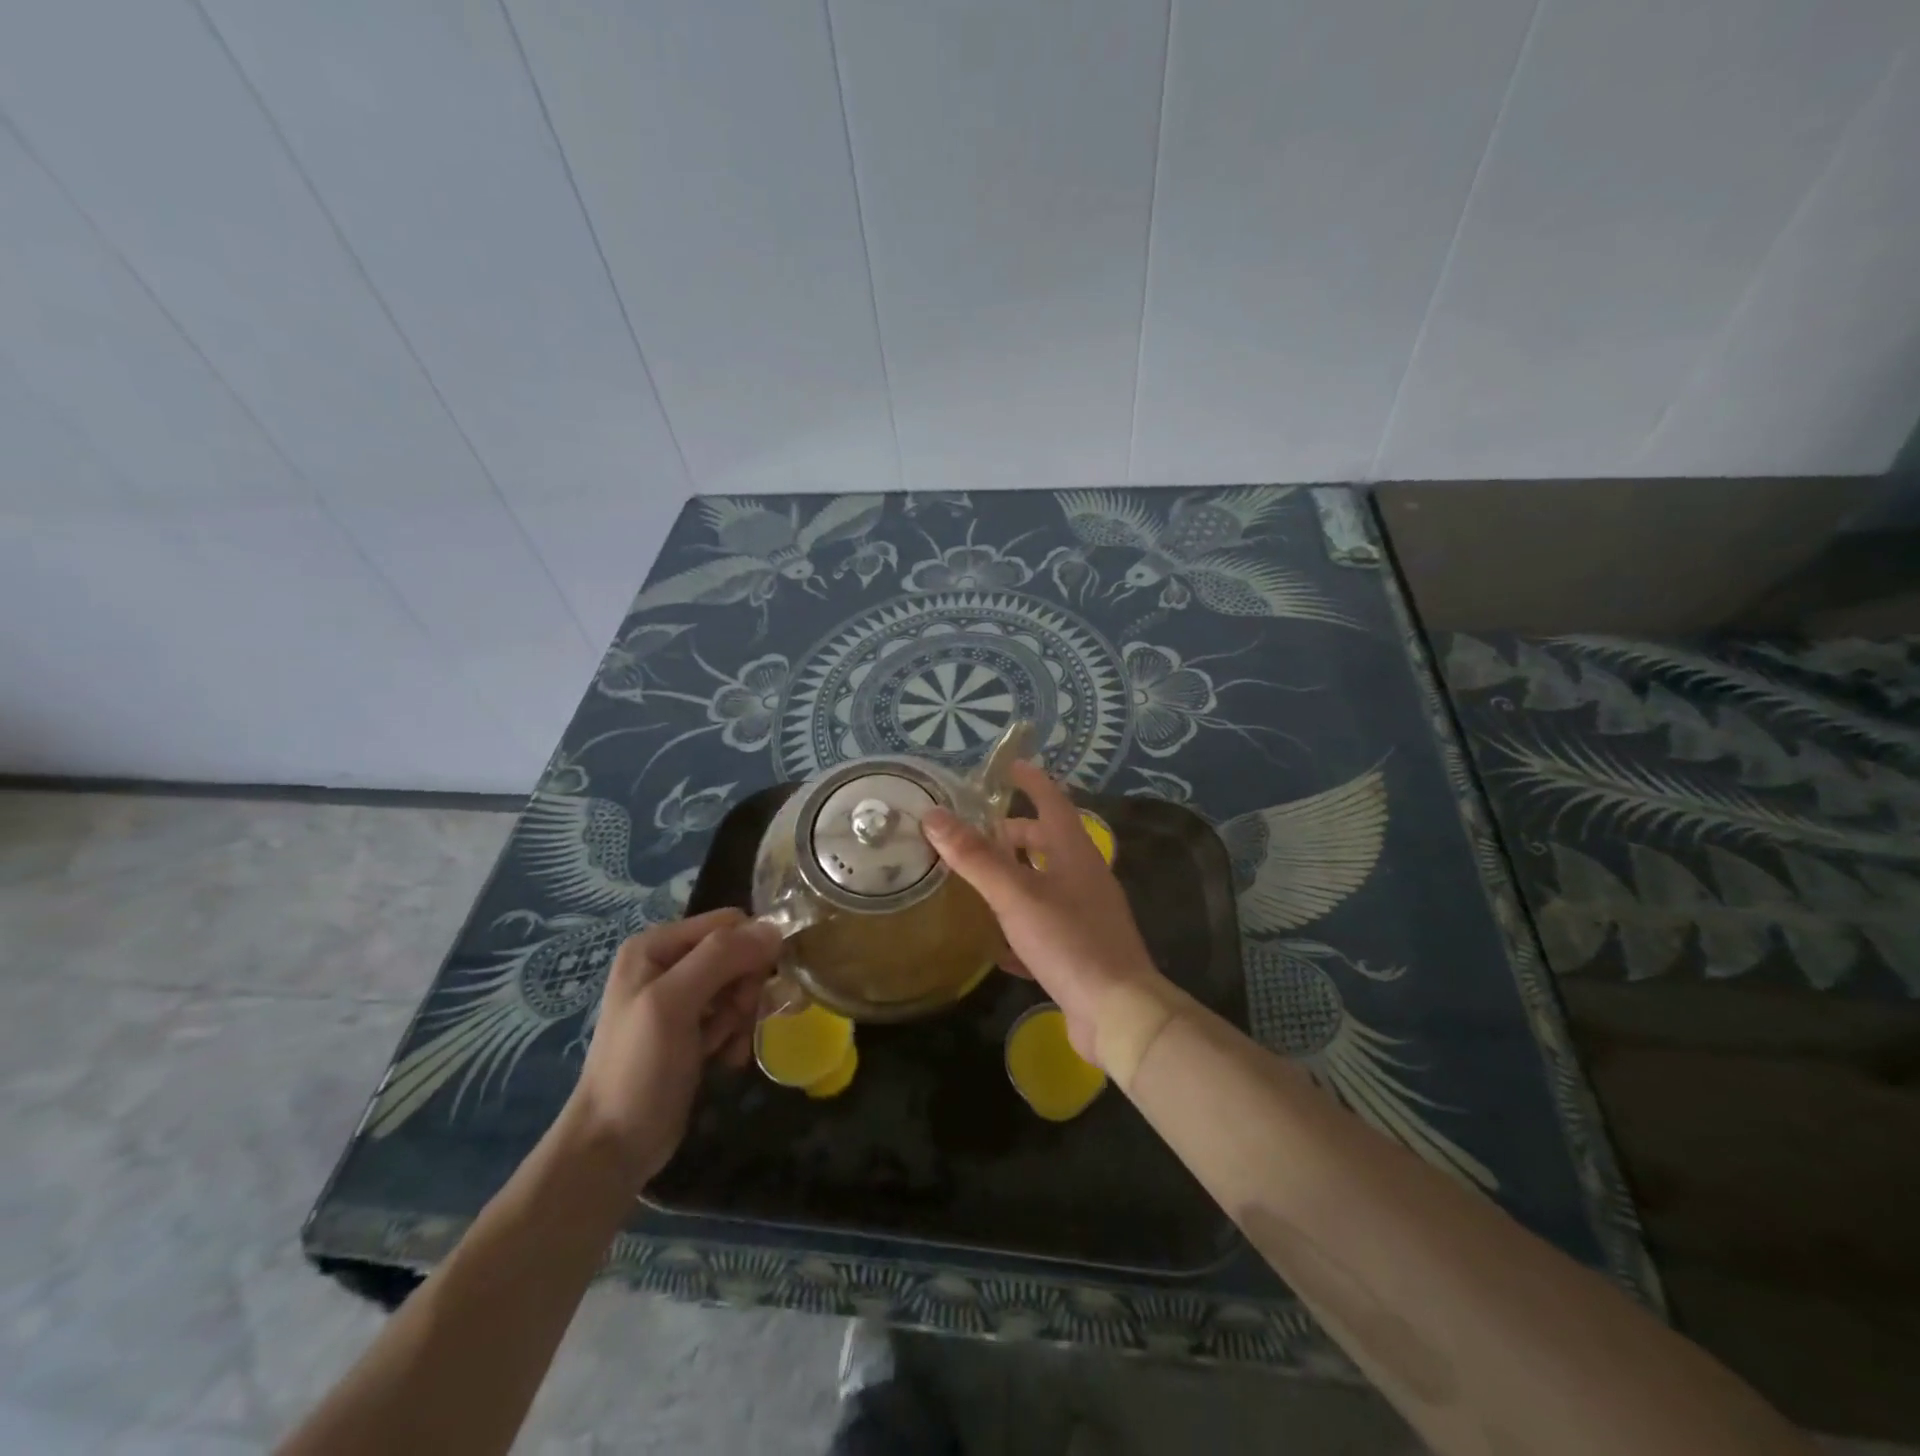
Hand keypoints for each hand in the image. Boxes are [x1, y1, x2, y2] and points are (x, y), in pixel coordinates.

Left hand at [563, 910, 781, 1189]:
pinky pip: (734, 1015)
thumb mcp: (673, 1004)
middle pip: (738, 954)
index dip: (750, 950)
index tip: (751, 989)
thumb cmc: (638, 1069)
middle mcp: (669, 963)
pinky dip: (736, 1036)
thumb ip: (720, 958)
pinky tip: (725, 1060)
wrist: (613, 1146)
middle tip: (735, 1022)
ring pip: (741, 985)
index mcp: (656, 945)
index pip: (729, 923)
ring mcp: (680, 998)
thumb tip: (774, 928)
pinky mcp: (692, 1029)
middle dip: (746, 989)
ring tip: (725, 1047)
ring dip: (743, 1017)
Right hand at [922, 761, 1170, 1070]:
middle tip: (978, 835)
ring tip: (979, 881)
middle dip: (1016, 836)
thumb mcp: (1016, 895)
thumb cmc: (1069, 940)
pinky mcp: (1081, 950)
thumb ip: (975, 857)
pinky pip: (1045, 926)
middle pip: (1049, 844)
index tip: (1010, 766)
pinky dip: (1020, 924)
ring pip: (1046, 884)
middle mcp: (1085, 878)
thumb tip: (933, 815)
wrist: (1118, 1013)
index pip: (1053, 802)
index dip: (1032, 782)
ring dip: (1016, 878)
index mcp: (1075, 853)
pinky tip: (995, 942)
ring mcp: (1086, 915)